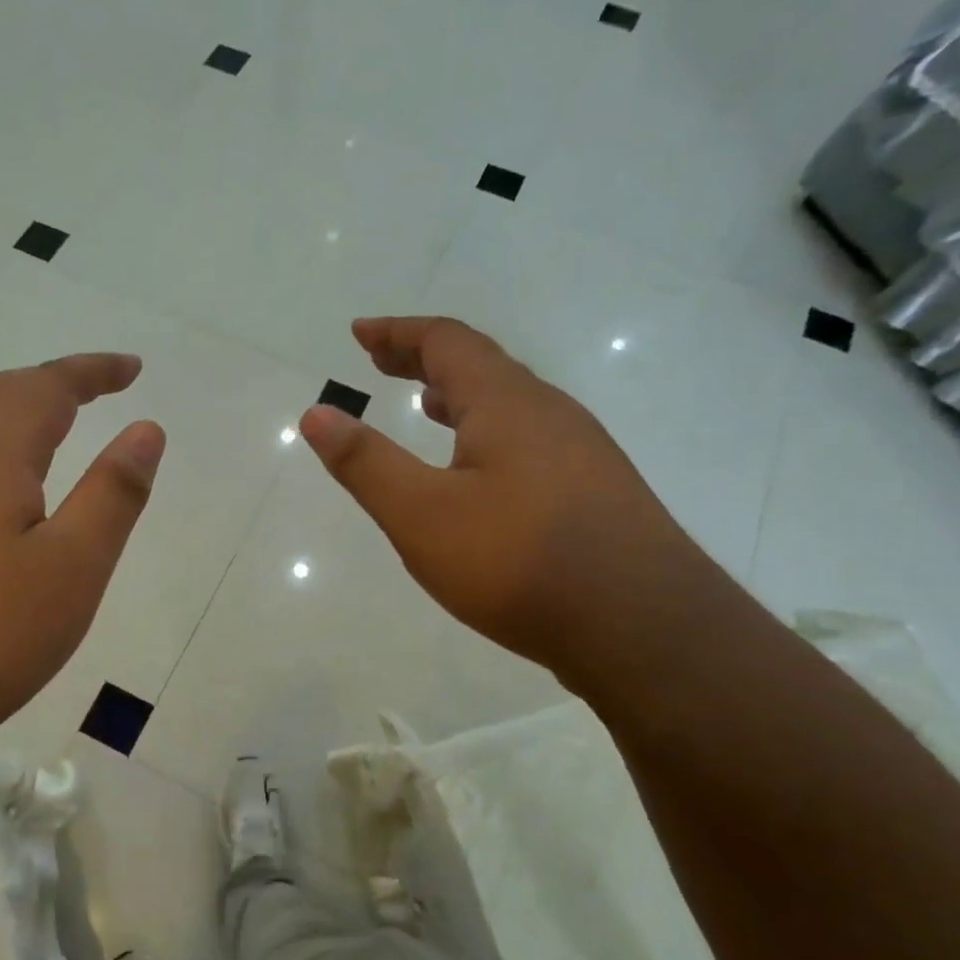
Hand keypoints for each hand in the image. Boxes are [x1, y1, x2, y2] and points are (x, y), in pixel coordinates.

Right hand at [299, 317, 694, 680]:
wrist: (643, 627)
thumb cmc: (518, 561)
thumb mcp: (421, 514)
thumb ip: (365, 463)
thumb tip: (316, 413)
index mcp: (507, 403)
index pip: (447, 342)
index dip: (398, 333)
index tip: (360, 332)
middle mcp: (550, 414)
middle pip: (482, 366)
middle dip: (425, 359)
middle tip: (382, 362)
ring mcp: (581, 453)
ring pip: (511, 405)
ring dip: (461, 396)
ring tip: (427, 406)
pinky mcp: (596, 493)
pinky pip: (530, 440)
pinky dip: (488, 433)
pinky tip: (480, 473)